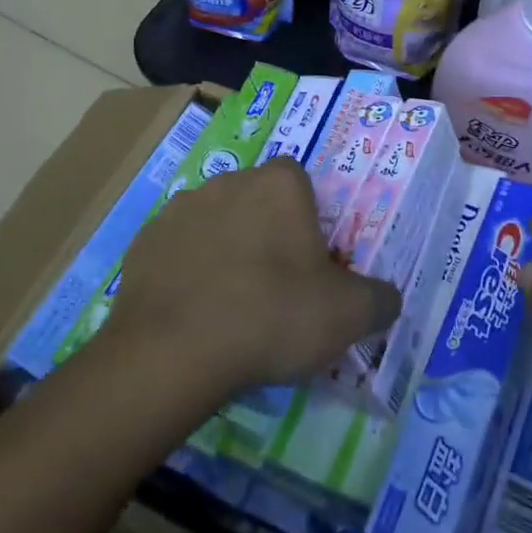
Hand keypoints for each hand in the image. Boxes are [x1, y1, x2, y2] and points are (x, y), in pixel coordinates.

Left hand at [102, 157, 401, 393]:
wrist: (173, 351)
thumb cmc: (272, 315)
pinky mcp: (143, 241)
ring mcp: (179, 209)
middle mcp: (228, 181)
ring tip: (229, 304)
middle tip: (274, 287)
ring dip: (224, 249)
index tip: (309, 262)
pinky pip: (176, 250)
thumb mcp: (347, 315)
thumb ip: (379, 299)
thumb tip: (388, 299)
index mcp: (279, 183)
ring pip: (214, 223)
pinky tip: (192, 312)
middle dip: (266, 233)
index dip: (307, 220)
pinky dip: (186, 272)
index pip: (300, 183)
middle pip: (256, 200)